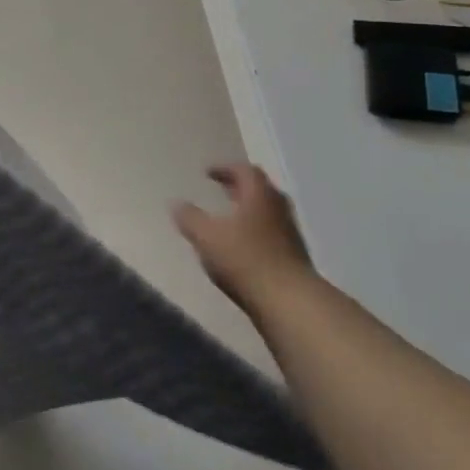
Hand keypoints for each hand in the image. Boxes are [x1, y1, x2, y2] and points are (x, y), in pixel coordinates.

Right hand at [174, 163, 313, 309]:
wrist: (289, 301)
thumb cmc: (245, 259)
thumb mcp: (207, 236)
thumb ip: (190, 218)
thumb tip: (175, 203)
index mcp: (259, 195)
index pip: (245, 170)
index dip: (225, 169)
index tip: (207, 173)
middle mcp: (278, 207)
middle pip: (260, 189)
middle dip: (239, 187)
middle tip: (221, 189)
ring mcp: (290, 232)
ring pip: (268, 211)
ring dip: (249, 210)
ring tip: (229, 218)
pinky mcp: (294, 256)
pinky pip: (272, 232)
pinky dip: (255, 230)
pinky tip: (242, 246)